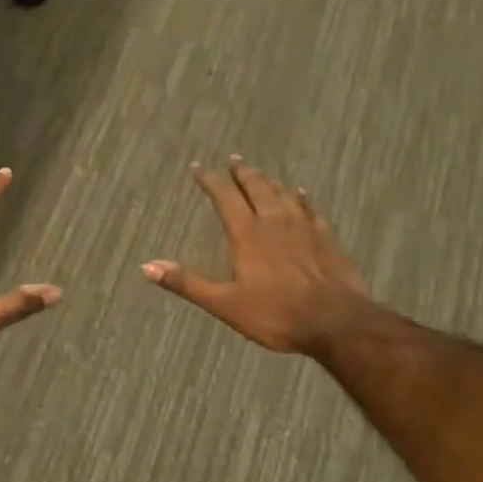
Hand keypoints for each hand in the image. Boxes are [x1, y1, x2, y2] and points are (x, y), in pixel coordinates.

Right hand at [142, 156, 376, 355]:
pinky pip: (310, 209)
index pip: (225, 197)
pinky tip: (300, 194)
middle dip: (242, 174)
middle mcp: (274, 221)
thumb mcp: (224, 303)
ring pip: (283, 194)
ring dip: (269, 182)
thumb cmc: (276, 314)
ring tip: (261, 174)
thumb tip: (146, 266)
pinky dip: (301, 198)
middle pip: (257, 188)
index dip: (210, 180)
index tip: (199, 167)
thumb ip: (187, 282)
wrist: (336, 321)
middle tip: (234, 160)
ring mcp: (304, 227)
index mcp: (247, 234)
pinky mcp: (327, 237)